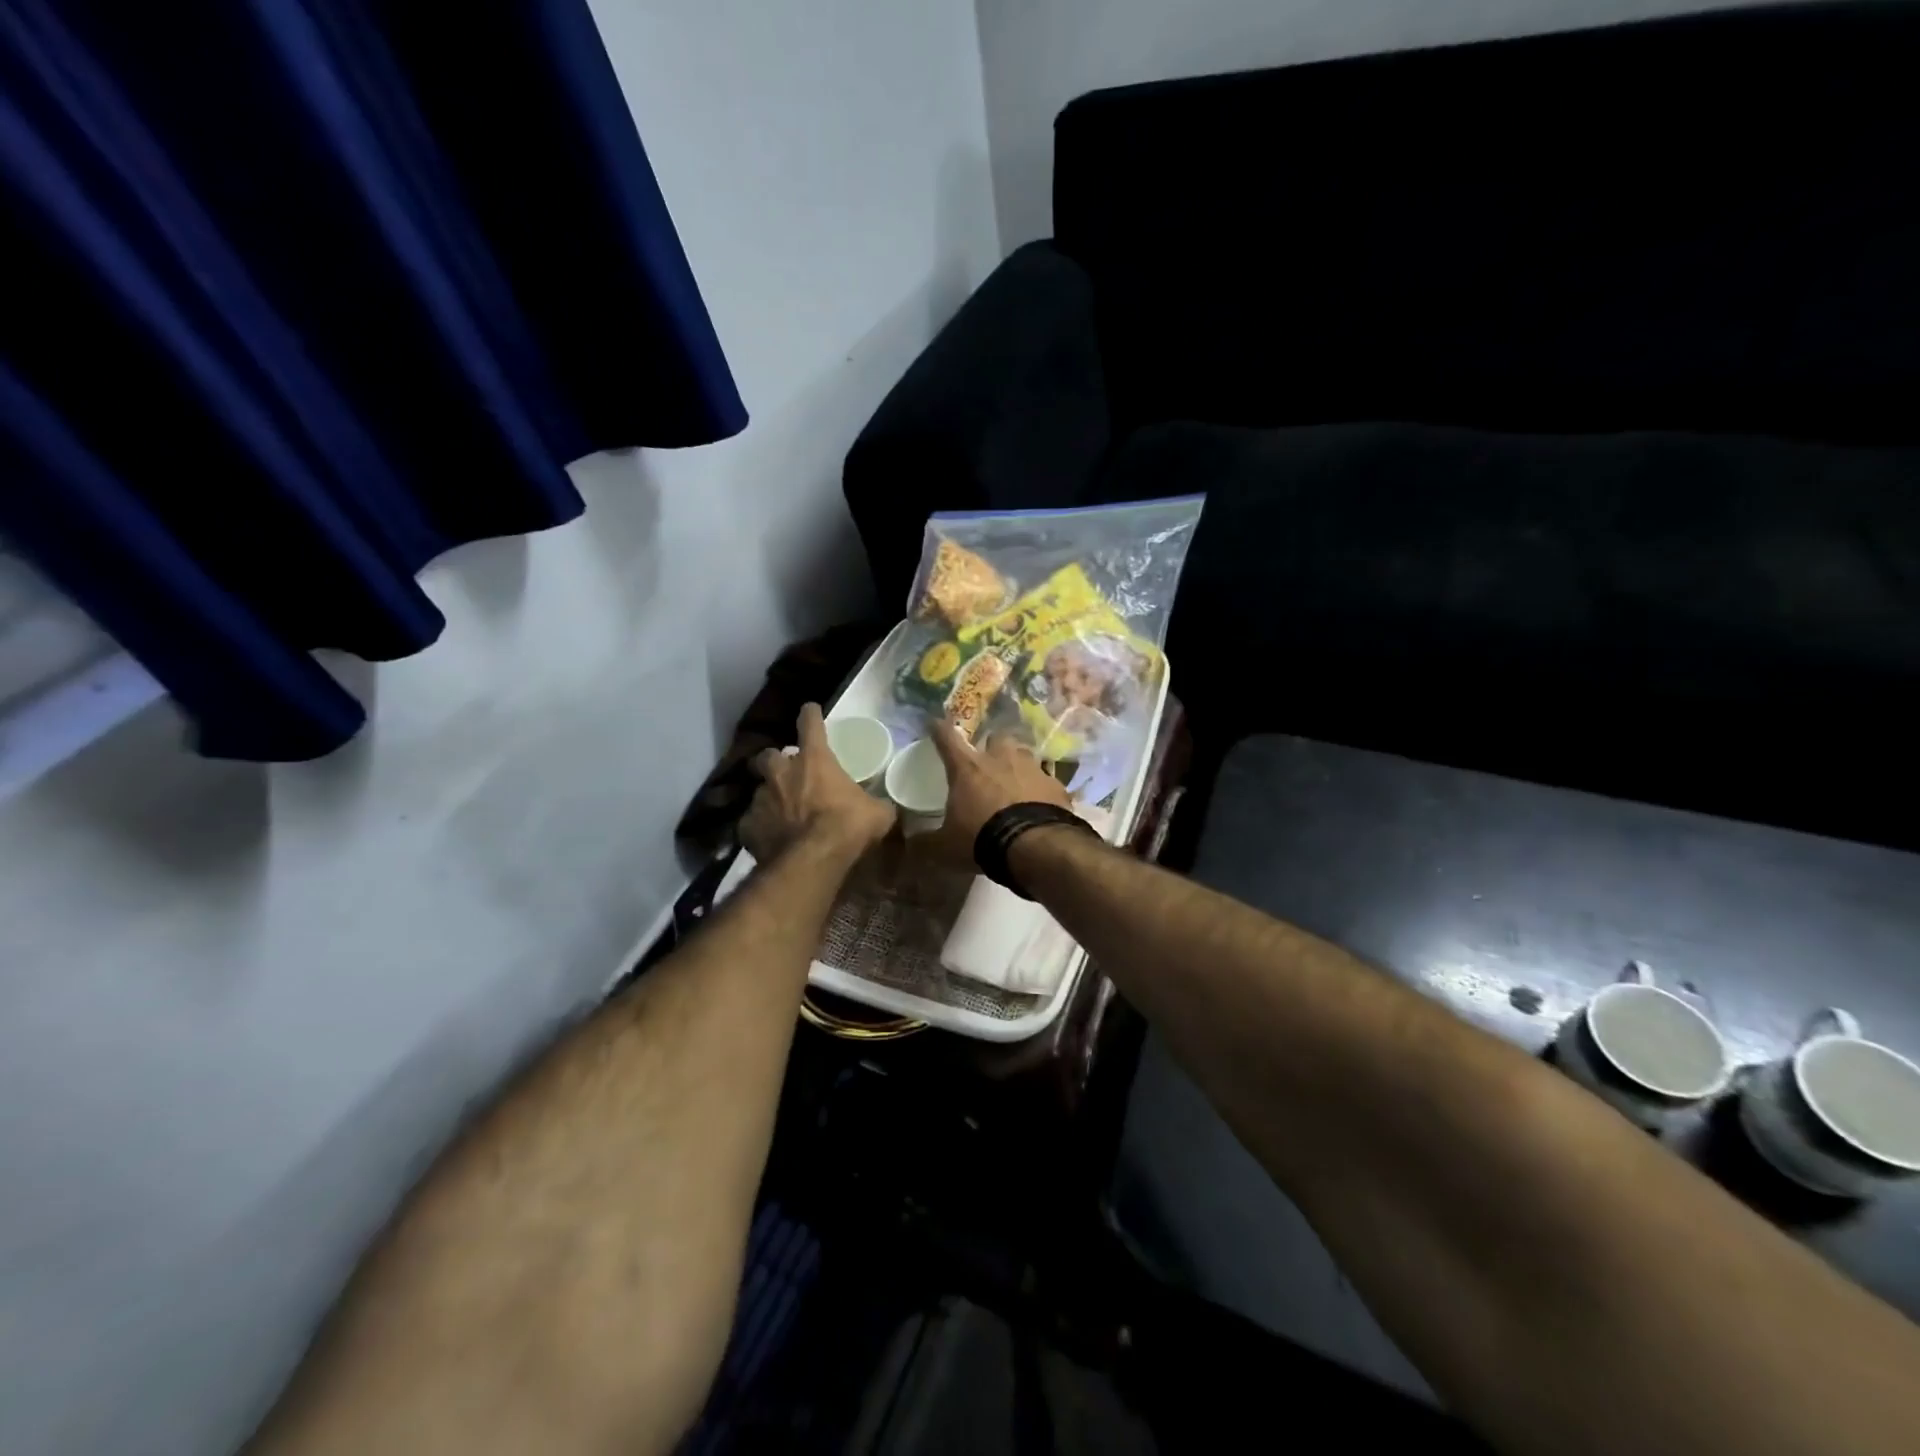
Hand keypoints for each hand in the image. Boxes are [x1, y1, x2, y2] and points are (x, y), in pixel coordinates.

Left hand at [741, 704, 895, 862]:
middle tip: (787, 772)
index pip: (810, 724)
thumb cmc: (847, 826)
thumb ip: (877, 805)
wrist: (812, 861)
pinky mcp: (747, 827)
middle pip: (769, 755)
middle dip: (776, 761)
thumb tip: (885, 807)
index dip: (810, 715)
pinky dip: (761, 827)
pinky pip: (752, 822)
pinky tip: (771, 838)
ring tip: (780, 812)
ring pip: (759, 790)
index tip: (810, 710)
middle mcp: (782, 773)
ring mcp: (760, 799)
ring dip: (770, 796)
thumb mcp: (877, 814)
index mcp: (814, 760)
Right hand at [926, 721, 1072, 855]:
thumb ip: (925, 843)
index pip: (947, 739)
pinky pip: (1045, 780)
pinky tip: (1038, 803)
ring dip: (1017, 764)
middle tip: (987, 762)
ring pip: (1023, 754)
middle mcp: (1000, 759)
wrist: (1037, 846)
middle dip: (991, 746)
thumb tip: (909, 846)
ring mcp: (1032, 768)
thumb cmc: (982, 839)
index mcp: (968, 768)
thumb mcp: (946, 847)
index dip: (938, 729)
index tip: (933, 722)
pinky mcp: (1055, 784)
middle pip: (995, 738)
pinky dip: (1039, 789)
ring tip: (1014, 782)